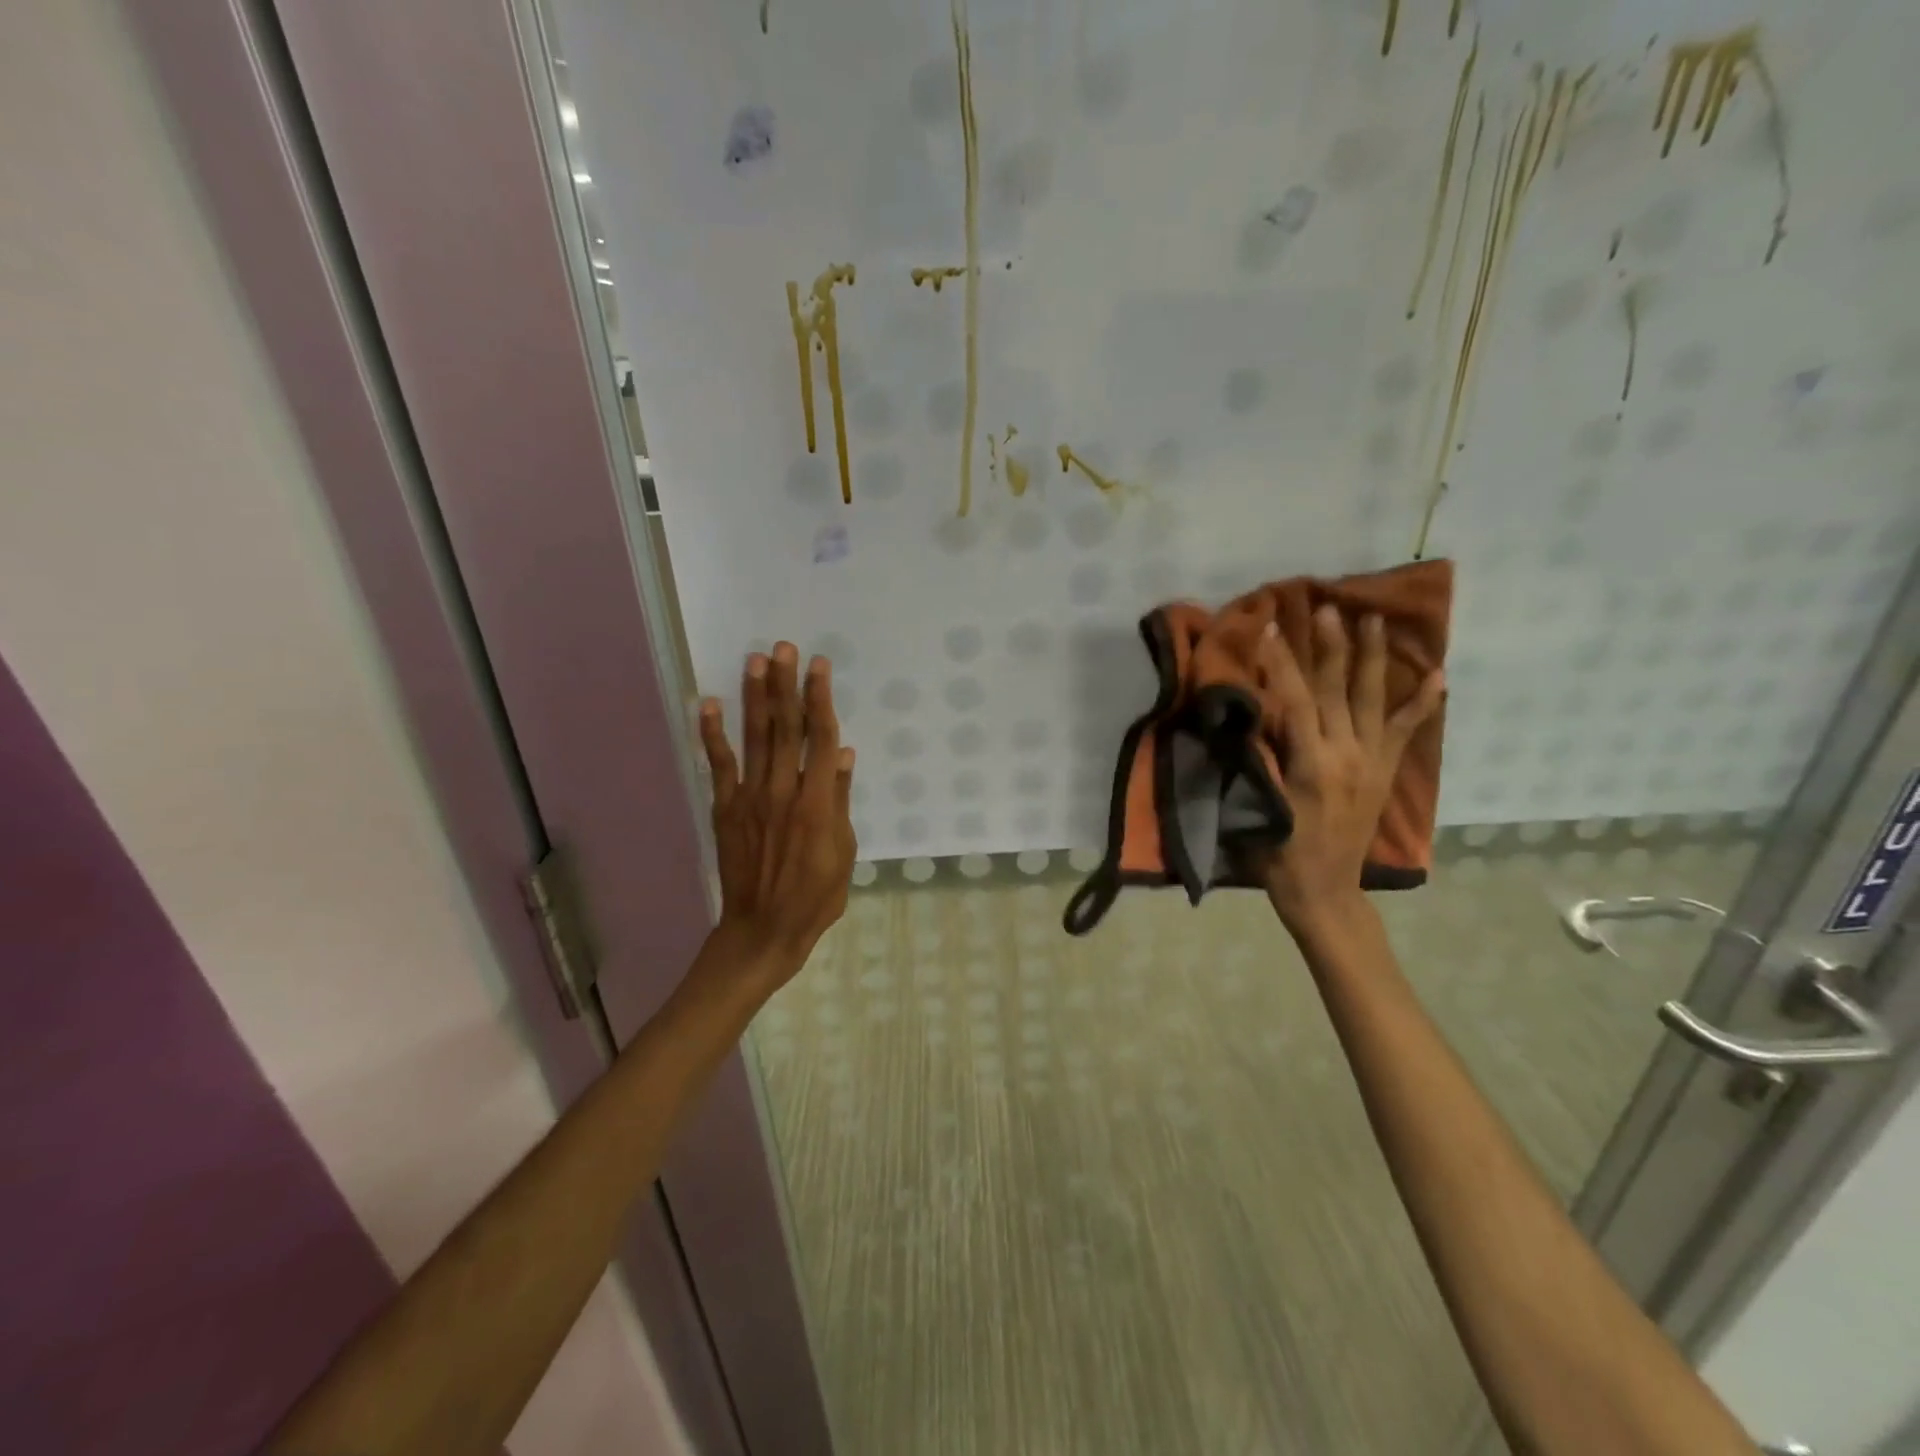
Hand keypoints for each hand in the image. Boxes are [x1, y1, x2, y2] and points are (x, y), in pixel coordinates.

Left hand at [697, 642, 856, 983]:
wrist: (764, 929)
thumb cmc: (815, 896)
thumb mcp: (844, 852)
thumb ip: (839, 800)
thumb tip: (842, 753)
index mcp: (817, 802)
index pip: (820, 738)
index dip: (820, 698)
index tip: (819, 665)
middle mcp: (783, 791)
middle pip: (786, 728)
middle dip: (785, 685)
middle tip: (783, 647)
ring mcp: (750, 798)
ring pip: (755, 738)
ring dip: (755, 698)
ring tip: (755, 661)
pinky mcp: (726, 809)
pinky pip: (718, 766)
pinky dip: (711, 734)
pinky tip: (706, 703)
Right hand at [1256, 607, 1443, 938]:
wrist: (1324, 891)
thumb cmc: (1277, 853)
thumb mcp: (1259, 806)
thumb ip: (1259, 758)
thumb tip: (1254, 713)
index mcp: (1312, 763)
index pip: (1295, 699)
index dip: (1280, 663)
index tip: (1269, 628)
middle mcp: (1347, 754)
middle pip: (1337, 690)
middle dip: (1332, 646)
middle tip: (1330, 608)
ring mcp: (1371, 762)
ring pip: (1372, 700)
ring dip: (1373, 658)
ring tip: (1376, 620)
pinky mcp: (1383, 772)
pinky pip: (1404, 731)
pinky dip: (1421, 703)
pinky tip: (1437, 675)